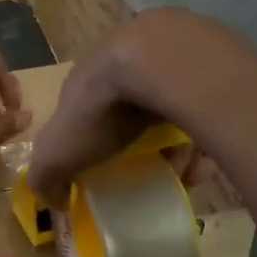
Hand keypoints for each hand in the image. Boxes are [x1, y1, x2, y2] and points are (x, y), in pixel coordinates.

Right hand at [29, 8, 256, 208]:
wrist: (162, 63)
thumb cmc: (103, 108)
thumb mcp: (58, 150)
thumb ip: (47, 177)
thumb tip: (55, 202)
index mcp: (90, 77)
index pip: (87, 110)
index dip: (93, 142)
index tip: (106, 172)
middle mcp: (127, 60)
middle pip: (133, 111)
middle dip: (141, 145)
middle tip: (151, 172)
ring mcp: (169, 54)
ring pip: (172, 108)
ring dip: (176, 145)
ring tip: (184, 173)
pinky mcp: (208, 58)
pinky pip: (206, 105)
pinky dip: (204, 134)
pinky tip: (205, 161)